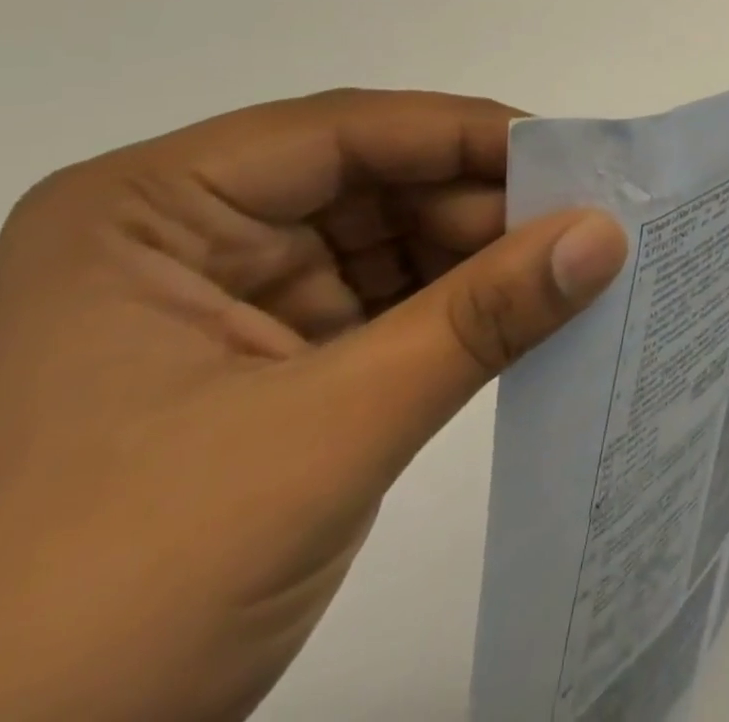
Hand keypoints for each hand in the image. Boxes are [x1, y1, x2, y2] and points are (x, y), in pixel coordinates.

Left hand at [0, 90, 627, 721]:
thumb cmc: (122, 595)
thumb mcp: (328, 431)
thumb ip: (482, 318)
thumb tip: (607, 234)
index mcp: (150, 209)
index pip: (341, 133)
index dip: (464, 135)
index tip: (573, 153)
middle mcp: (186, 232)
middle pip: (371, 181)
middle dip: (480, 204)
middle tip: (590, 220)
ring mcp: (225, 298)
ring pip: (388, 239)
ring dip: (478, 256)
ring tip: (575, 264)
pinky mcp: (266, 361)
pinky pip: (384, 302)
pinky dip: (456, 307)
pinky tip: (527, 310)